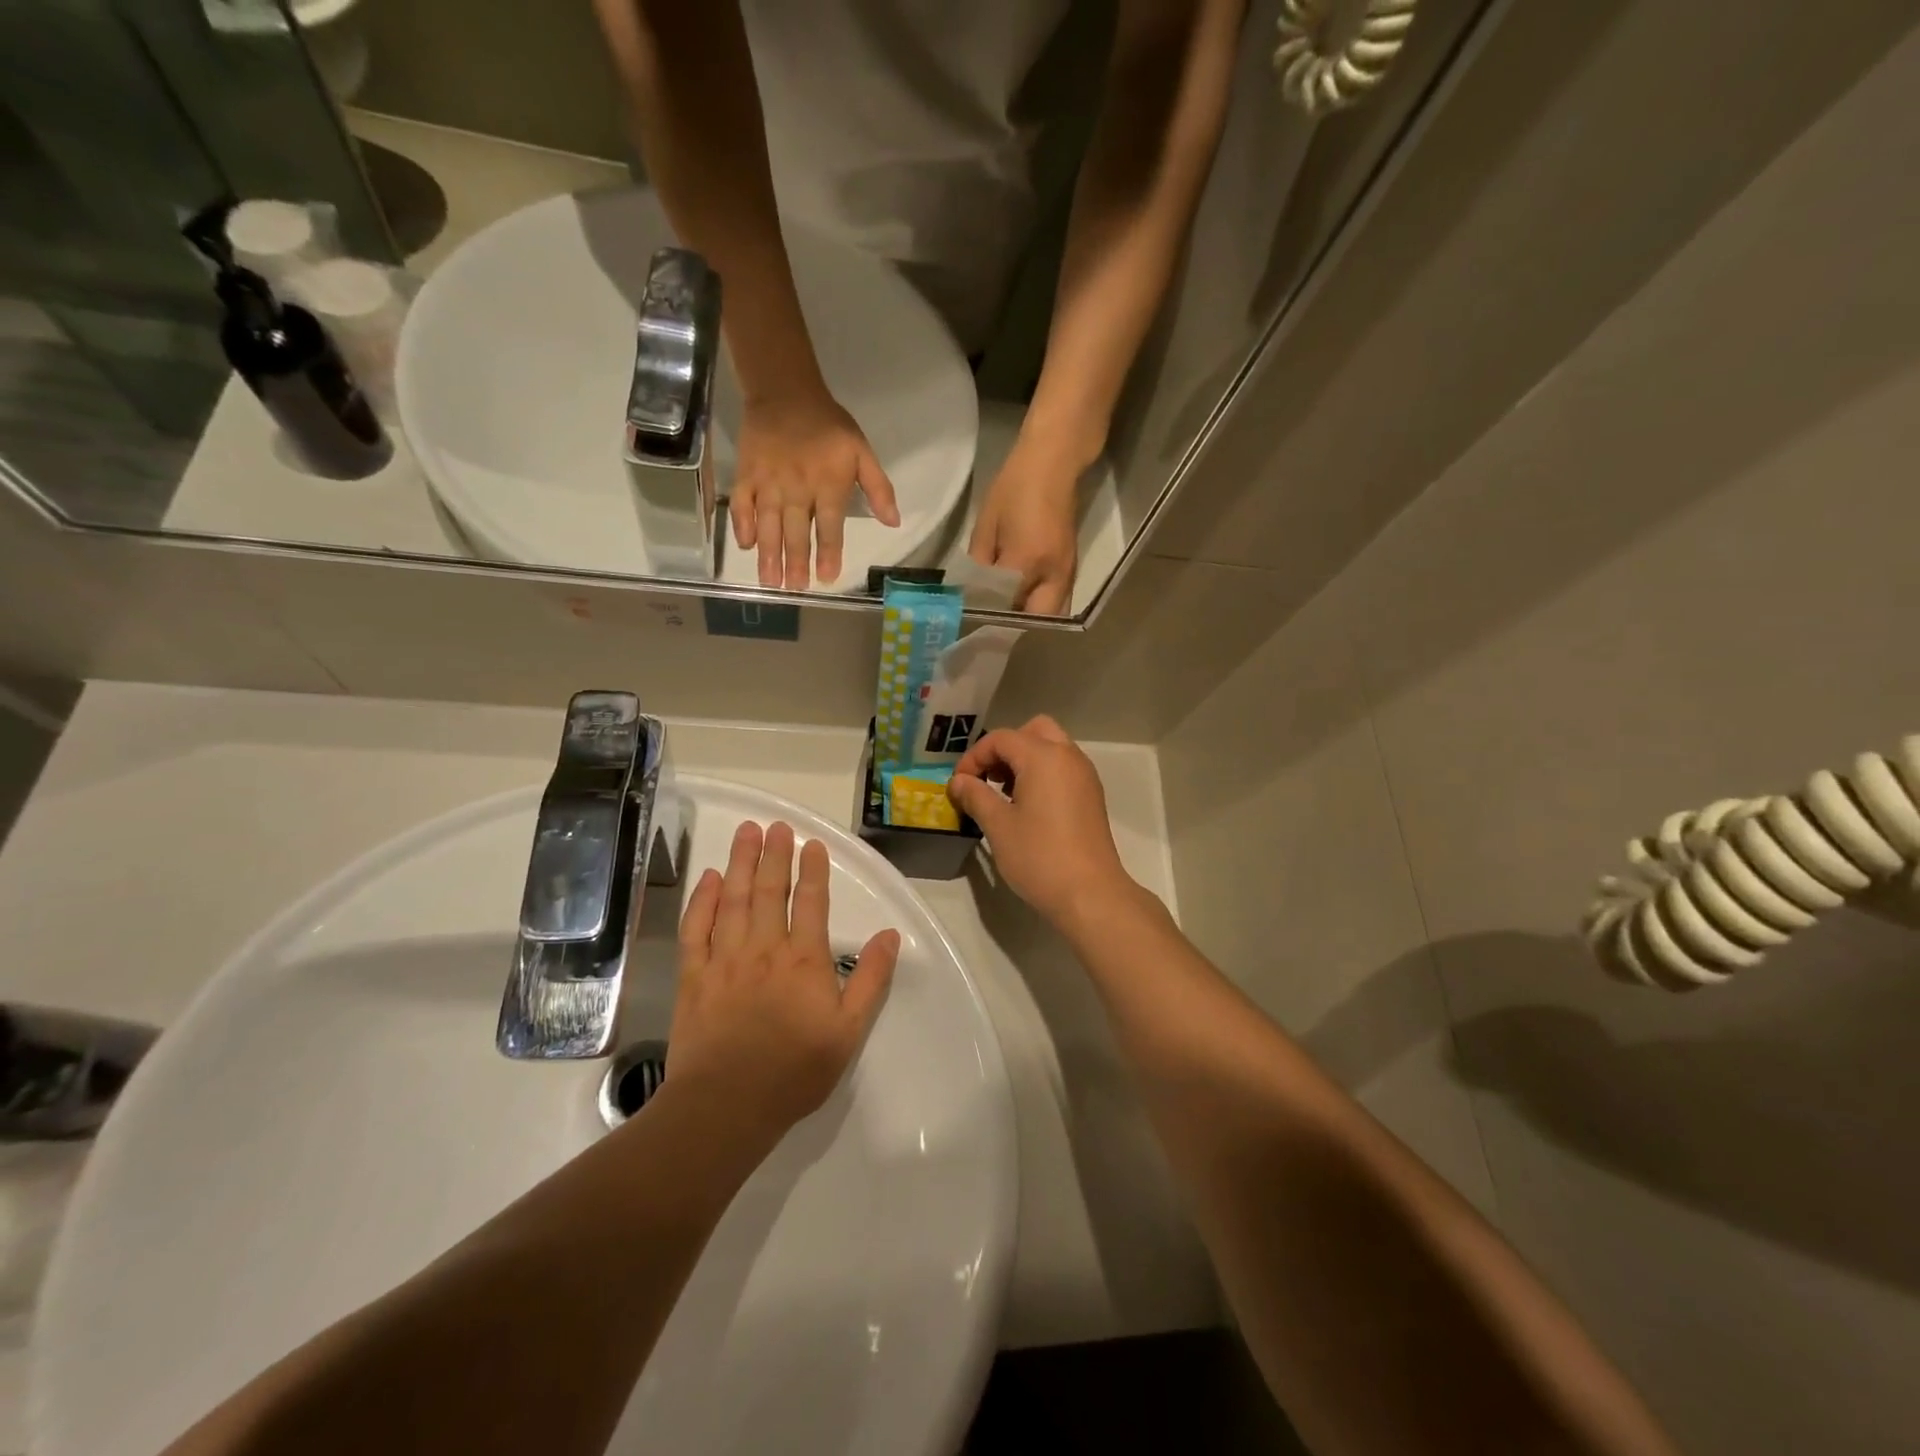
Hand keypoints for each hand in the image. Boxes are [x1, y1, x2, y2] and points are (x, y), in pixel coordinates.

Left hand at [670, 821, 899, 1146]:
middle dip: (772, 855)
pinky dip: (701, 901)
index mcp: (804, 960)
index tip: (811, 844)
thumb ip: (871, 980)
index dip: (812, 870)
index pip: (810, 902)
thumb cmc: (794, 1071)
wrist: (726, 1106)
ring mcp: (724, 959)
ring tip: (744, 833)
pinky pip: (696, 929)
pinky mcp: (694, 976)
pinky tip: (707, 880)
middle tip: (773, 825)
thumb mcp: (849, 1031)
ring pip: (732, 900)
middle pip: (768, 891)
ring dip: (739, 863)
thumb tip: (889, 935)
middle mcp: (764, 948)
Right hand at [731, 389, 900, 589]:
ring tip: (770, 581)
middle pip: (796, 530)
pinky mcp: (746, 474)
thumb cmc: (829, 426)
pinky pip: (742, 503)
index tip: (827, 577)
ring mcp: (768, 482)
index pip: (829, 525)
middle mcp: (797, 487)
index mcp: (828, 483)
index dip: (828, 552)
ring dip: (769, 554)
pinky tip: (746, 545)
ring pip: (768, 523)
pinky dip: (742, 524)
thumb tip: (895, 522)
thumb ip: (879, 488)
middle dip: (795, 561)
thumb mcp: (862, 451)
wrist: (785, 391)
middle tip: (794, 588)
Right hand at [947, 716, 1137, 927]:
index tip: (959, 785)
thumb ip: (976, 796)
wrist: (1090, 894)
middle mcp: (1068, 756)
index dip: (974, 757)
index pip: (1001, 739)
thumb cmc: (1040, 857)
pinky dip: (1042, 774)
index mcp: (1044, 756)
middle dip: (1004, 749)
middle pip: (1033, 731)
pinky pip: (1063, 768)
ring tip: (1003, 795)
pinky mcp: (1091, 796)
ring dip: (1024, 760)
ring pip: (1051, 748)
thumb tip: (959, 782)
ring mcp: (1084, 776)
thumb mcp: (998, 826)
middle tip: (987, 778)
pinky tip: (1027, 807)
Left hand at [968, 443, 1080, 614]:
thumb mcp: (986, 524)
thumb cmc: (1014, 487)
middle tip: (993, 620)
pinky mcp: (1072, 567)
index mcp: (1026, 560)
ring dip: (1030, 618)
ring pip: (1051, 613)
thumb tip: (972, 590)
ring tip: (1006, 611)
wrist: (1053, 462)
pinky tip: (1021, 596)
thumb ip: (979, 562)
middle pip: (1035, 619)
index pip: (1005, 603)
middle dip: (1014, 624)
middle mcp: (1052, 573)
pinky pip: (1057, 599)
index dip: (988, 612)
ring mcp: (1067, 572)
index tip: (972, 617)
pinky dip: (1040, 605)